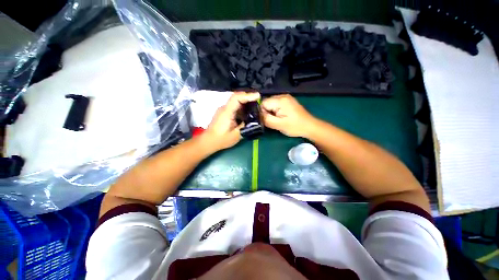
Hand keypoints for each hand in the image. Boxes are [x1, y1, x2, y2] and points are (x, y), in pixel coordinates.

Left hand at [204, 92, 260, 150]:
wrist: (209, 142)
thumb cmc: (221, 139)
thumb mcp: (236, 135)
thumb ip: (246, 126)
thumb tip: (253, 120)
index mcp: (227, 112)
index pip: (236, 98)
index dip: (248, 95)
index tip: (257, 96)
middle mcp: (224, 108)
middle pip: (237, 98)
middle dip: (249, 98)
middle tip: (259, 101)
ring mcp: (224, 110)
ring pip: (236, 102)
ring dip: (246, 103)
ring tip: (255, 107)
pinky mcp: (224, 113)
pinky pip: (234, 107)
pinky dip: (242, 108)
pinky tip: (247, 113)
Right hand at [261, 94, 315, 137]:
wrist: (310, 126)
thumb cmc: (295, 127)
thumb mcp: (278, 125)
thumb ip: (266, 119)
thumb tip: (257, 114)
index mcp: (280, 100)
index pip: (262, 103)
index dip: (261, 112)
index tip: (265, 120)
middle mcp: (282, 95)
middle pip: (266, 102)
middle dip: (266, 112)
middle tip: (271, 121)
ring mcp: (286, 97)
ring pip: (271, 104)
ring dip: (270, 111)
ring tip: (276, 119)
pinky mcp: (288, 101)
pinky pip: (276, 104)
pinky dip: (275, 110)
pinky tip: (280, 116)